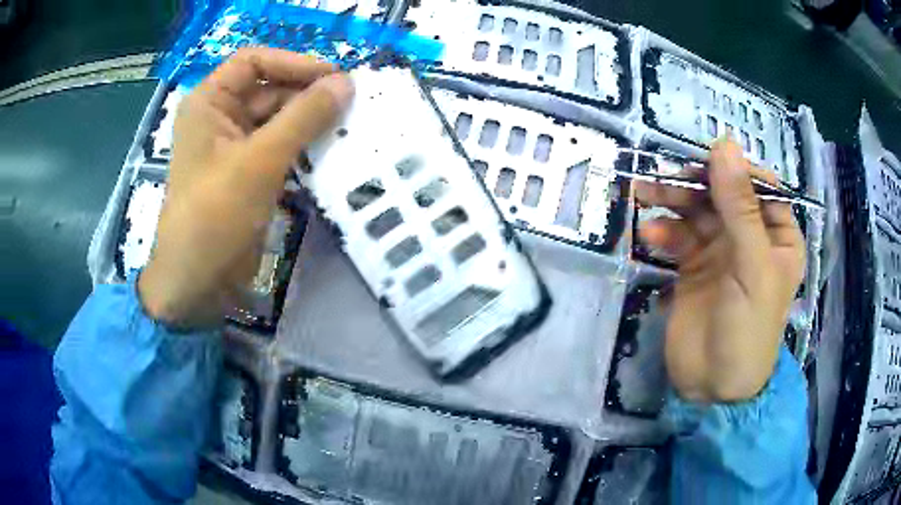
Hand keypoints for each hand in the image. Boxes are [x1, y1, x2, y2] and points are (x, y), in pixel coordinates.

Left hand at [139, 48, 353, 328]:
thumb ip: (304, 117)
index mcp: (209, 102)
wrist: (198, 282)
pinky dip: (304, 147)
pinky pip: (280, 146)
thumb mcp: (260, 160)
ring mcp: (234, 145)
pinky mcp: (248, 171)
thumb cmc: (215, 214)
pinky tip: (332, 152)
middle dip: (307, 95)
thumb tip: (347, 83)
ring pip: (278, 118)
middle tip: (351, 106)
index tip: (334, 76)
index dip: (293, 62)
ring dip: (310, 122)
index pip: (253, 62)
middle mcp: (220, 116)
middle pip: (269, 89)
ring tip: (349, 128)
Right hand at [637, 141, 805, 402]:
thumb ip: (739, 206)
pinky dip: (664, 231)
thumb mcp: (752, 266)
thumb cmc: (748, 329)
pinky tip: (650, 235)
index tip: (706, 162)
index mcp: (778, 236)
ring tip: (643, 194)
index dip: (735, 170)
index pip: (760, 186)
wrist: (712, 387)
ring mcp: (721, 251)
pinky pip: (679, 236)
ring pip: (697, 211)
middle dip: (695, 184)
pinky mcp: (694, 266)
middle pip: (723, 194)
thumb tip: (724, 144)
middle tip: (665, 177)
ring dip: (671, 201)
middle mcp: (751, 238)